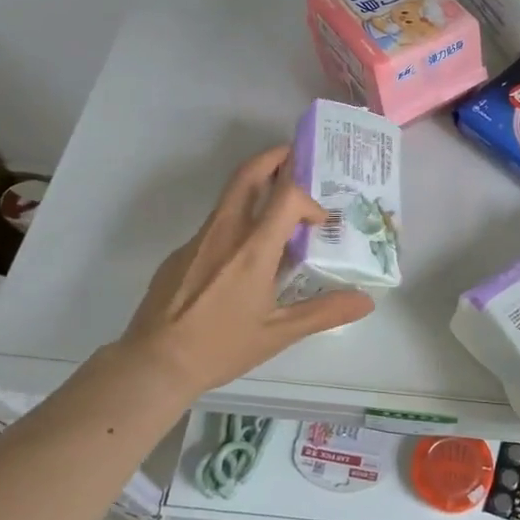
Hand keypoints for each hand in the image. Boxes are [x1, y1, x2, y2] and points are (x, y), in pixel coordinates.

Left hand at [104, 145, 373, 398]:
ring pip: (229, 198)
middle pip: (248, 175)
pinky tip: (241, 259)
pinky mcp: (179, 253)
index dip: (308, 199)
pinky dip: (236, 223)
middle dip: (273, 158)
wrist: (154, 364)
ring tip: (276, 205)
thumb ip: (324, 312)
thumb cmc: (221, 347)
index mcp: (253, 249)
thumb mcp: (278, 334)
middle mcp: (225, 233)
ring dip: (255, 188)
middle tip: (293, 156)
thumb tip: (366, 302)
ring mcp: (198, 240)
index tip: (318, 222)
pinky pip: (214, 226)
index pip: (287, 196)